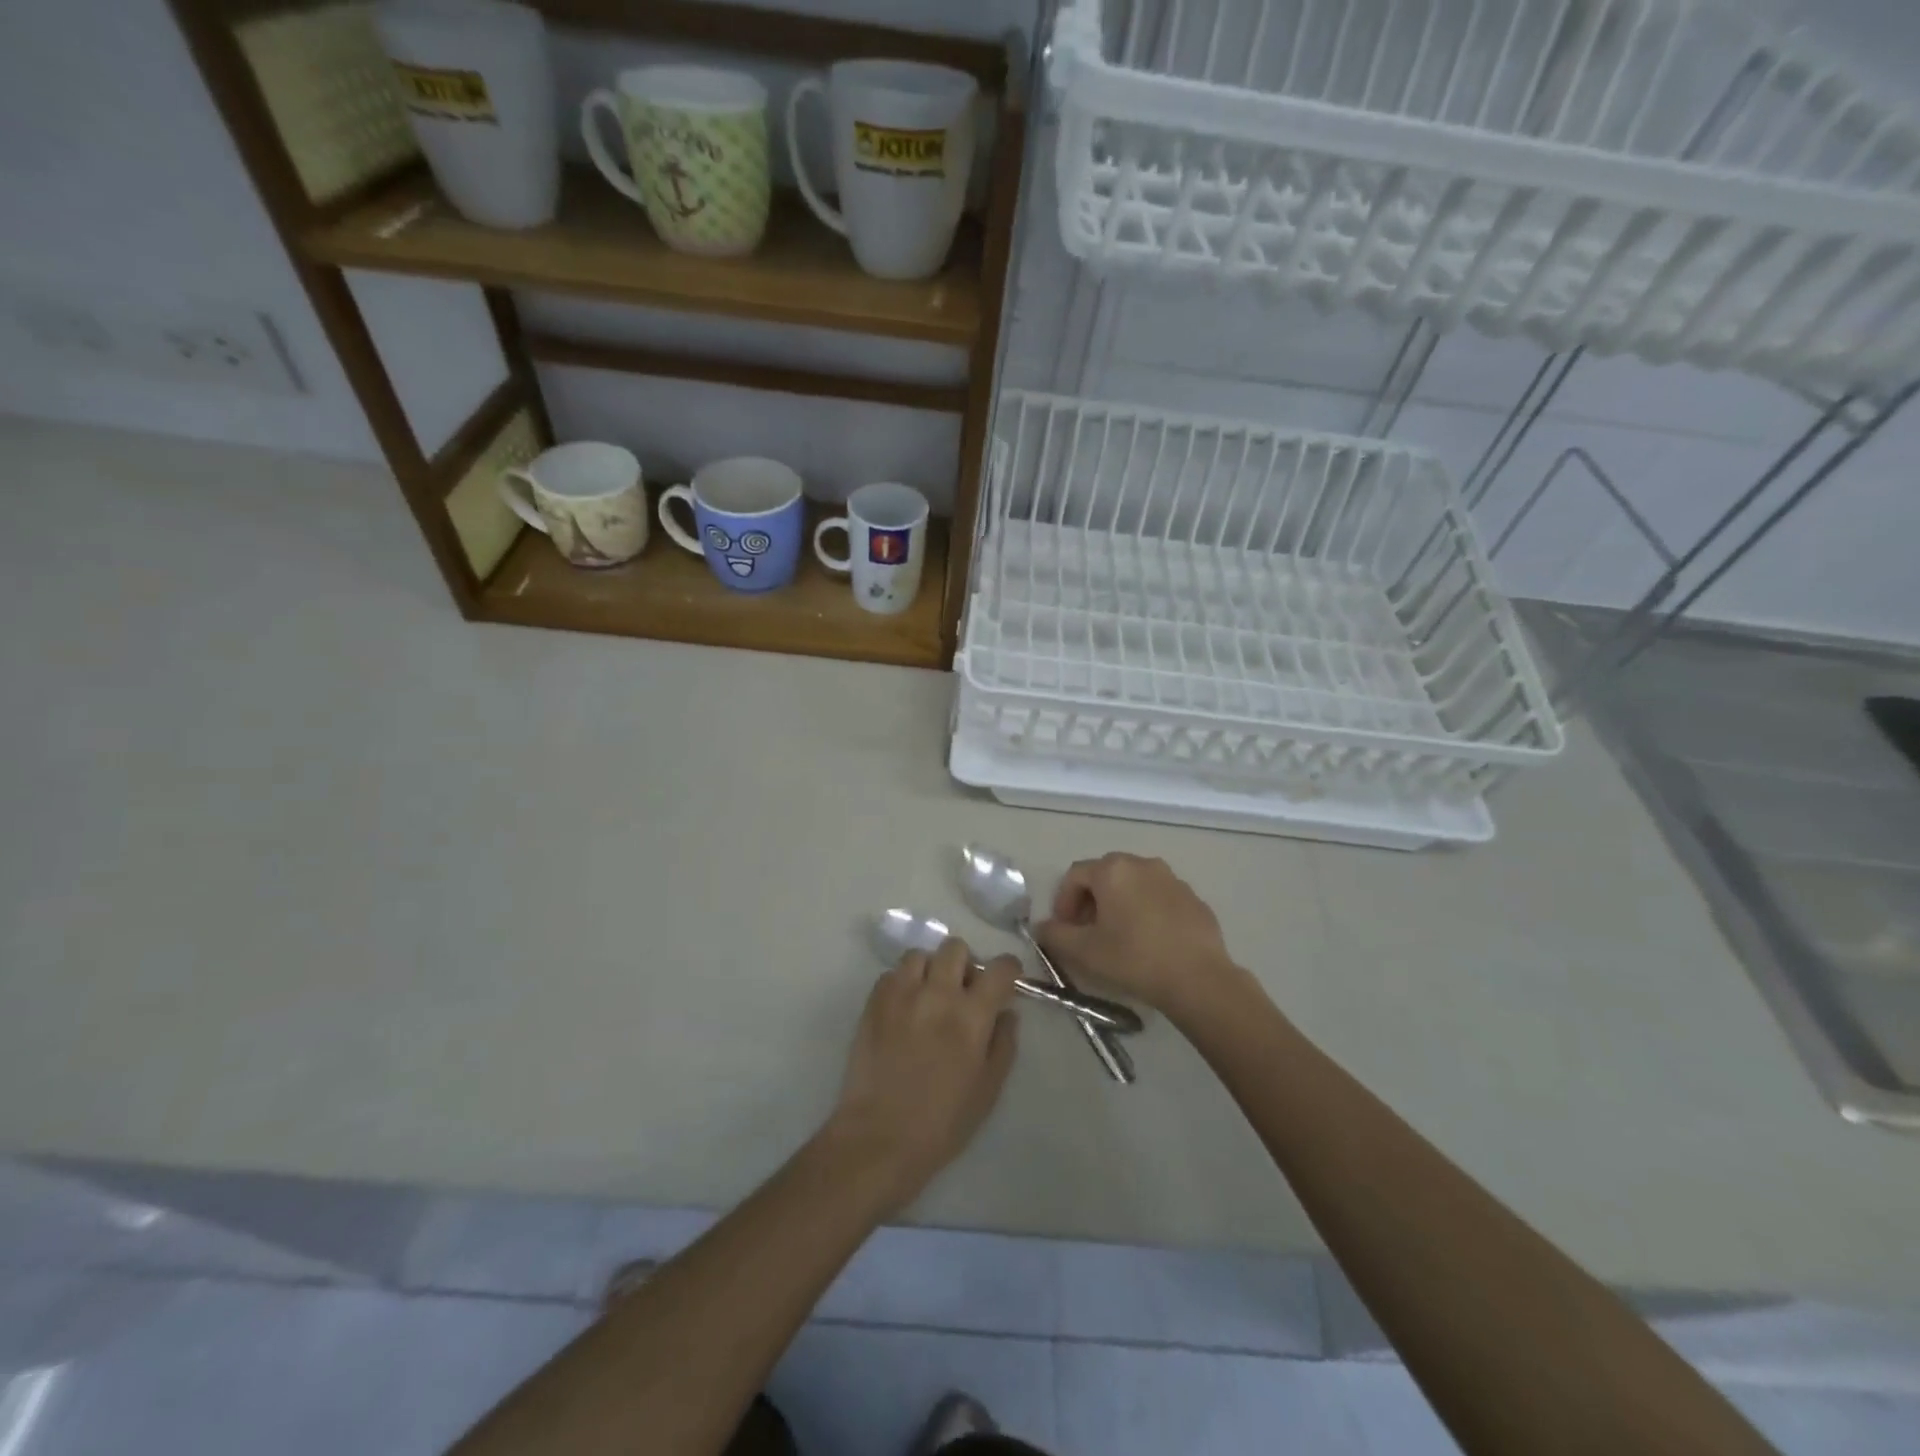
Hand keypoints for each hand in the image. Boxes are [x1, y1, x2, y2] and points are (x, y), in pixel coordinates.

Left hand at [825, 939, 1020, 1214]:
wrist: (880, 1137)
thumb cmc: (942, 1122)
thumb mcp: (988, 1090)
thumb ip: (1003, 1044)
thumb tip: (1007, 1012)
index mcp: (971, 1015)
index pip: (999, 968)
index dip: (1008, 968)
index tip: (1006, 979)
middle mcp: (938, 993)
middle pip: (956, 947)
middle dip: (965, 963)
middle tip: (962, 989)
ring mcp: (901, 994)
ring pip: (920, 954)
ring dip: (930, 969)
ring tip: (928, 994)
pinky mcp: (873, 1002)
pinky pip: (891, 974)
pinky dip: (901, 983)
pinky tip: (903, 1008)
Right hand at [1034, 853, 1244, 1019]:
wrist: (1198, 978)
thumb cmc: (1134, 958)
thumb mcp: (1085, 951)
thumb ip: (1055, 935)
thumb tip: (1042, 927)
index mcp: (1113, 870)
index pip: (1075, 875)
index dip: (1063, 901)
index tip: (1064, 929)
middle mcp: (1142, 864)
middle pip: (1105, 875)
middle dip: (1090, 900)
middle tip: (1087, 932)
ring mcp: (1172, 879)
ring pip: (1134, 885)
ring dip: (1119, 904)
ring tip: (1118, 937)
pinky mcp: (1194, 898)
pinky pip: (1159, 898)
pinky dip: (1147, 911)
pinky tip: (1150, 942)